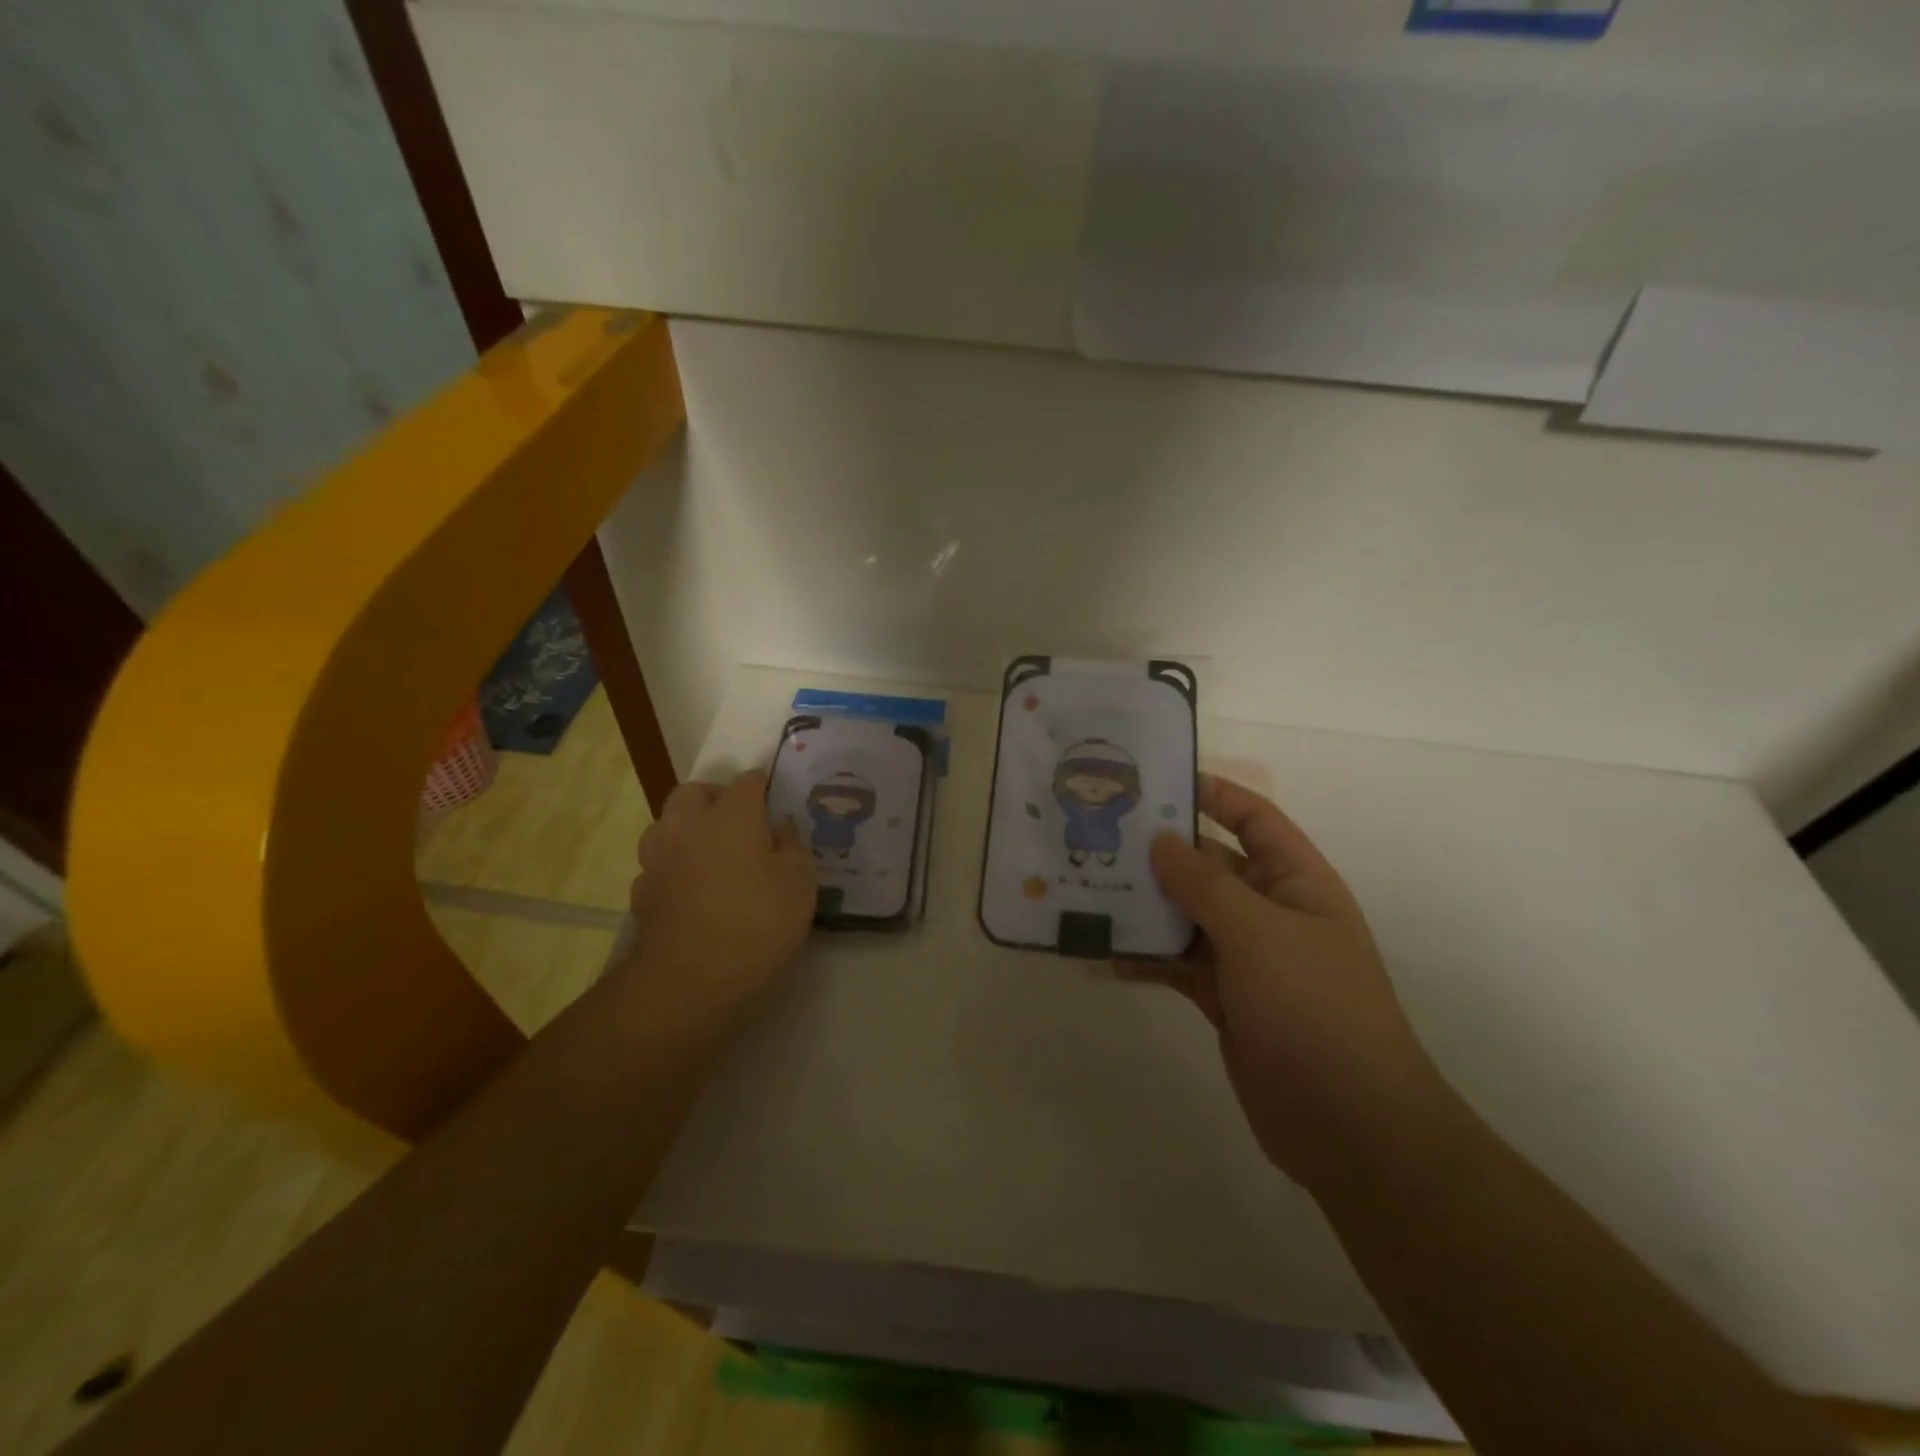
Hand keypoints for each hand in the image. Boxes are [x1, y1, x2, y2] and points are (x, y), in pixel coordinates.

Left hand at [619, 769, 815, 1041]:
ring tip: (712, 853)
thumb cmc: (756, 924)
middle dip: (716, 797)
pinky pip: (658, 864)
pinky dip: (674, 866)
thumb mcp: (800, 883)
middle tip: (741, 822)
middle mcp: (688, 826)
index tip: (776, 801)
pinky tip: (691, 889)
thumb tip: (778, 826)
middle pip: (694, 792)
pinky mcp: (642, 894)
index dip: (763, 787)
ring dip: (687, 828)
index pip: (747, 782)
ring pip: (667, 824)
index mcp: (731, 815)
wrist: (688, 983)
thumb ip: (792, 846)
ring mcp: (658, 860)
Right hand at [1127, 774, 1442, 1188]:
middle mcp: (1272, 912)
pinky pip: (1180, 963)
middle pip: (1210, 867)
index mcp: (1296, 881)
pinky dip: (1148, 957)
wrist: (1348, 1124)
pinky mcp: (1226, 999)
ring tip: (1092, 890)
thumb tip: (1159, 840)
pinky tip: (1108, 954)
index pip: (1254, 819)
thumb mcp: (1258, 932)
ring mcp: (1248, 958)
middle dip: (1161, 854)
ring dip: (1147, 906)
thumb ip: (1203, 883)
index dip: (1213, 794)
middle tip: (1102, 837)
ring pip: (1188, 916)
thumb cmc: (1313, 1007)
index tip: (1157, 782)